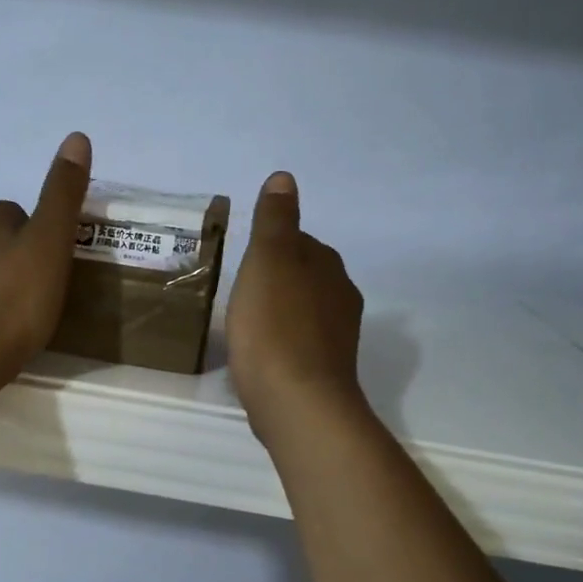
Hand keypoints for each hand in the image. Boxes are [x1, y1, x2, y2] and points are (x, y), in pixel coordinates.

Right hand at [227, 172, 367, 441]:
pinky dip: (282, 343)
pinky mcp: (326, 370)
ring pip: (303, 312)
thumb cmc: (275, 327)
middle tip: (240, 295)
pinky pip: (300, 344)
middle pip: (304, 277)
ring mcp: (337, 337)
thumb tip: (284, 179)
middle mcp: (341, 296)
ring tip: (247, 326)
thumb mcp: (268, 262)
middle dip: (277, 281)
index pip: (299, 241)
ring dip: (279, 313)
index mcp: (327, 266)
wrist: (297, 402)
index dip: (270, 249)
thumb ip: (275, 221)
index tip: (244, 264)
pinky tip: (262, 357)